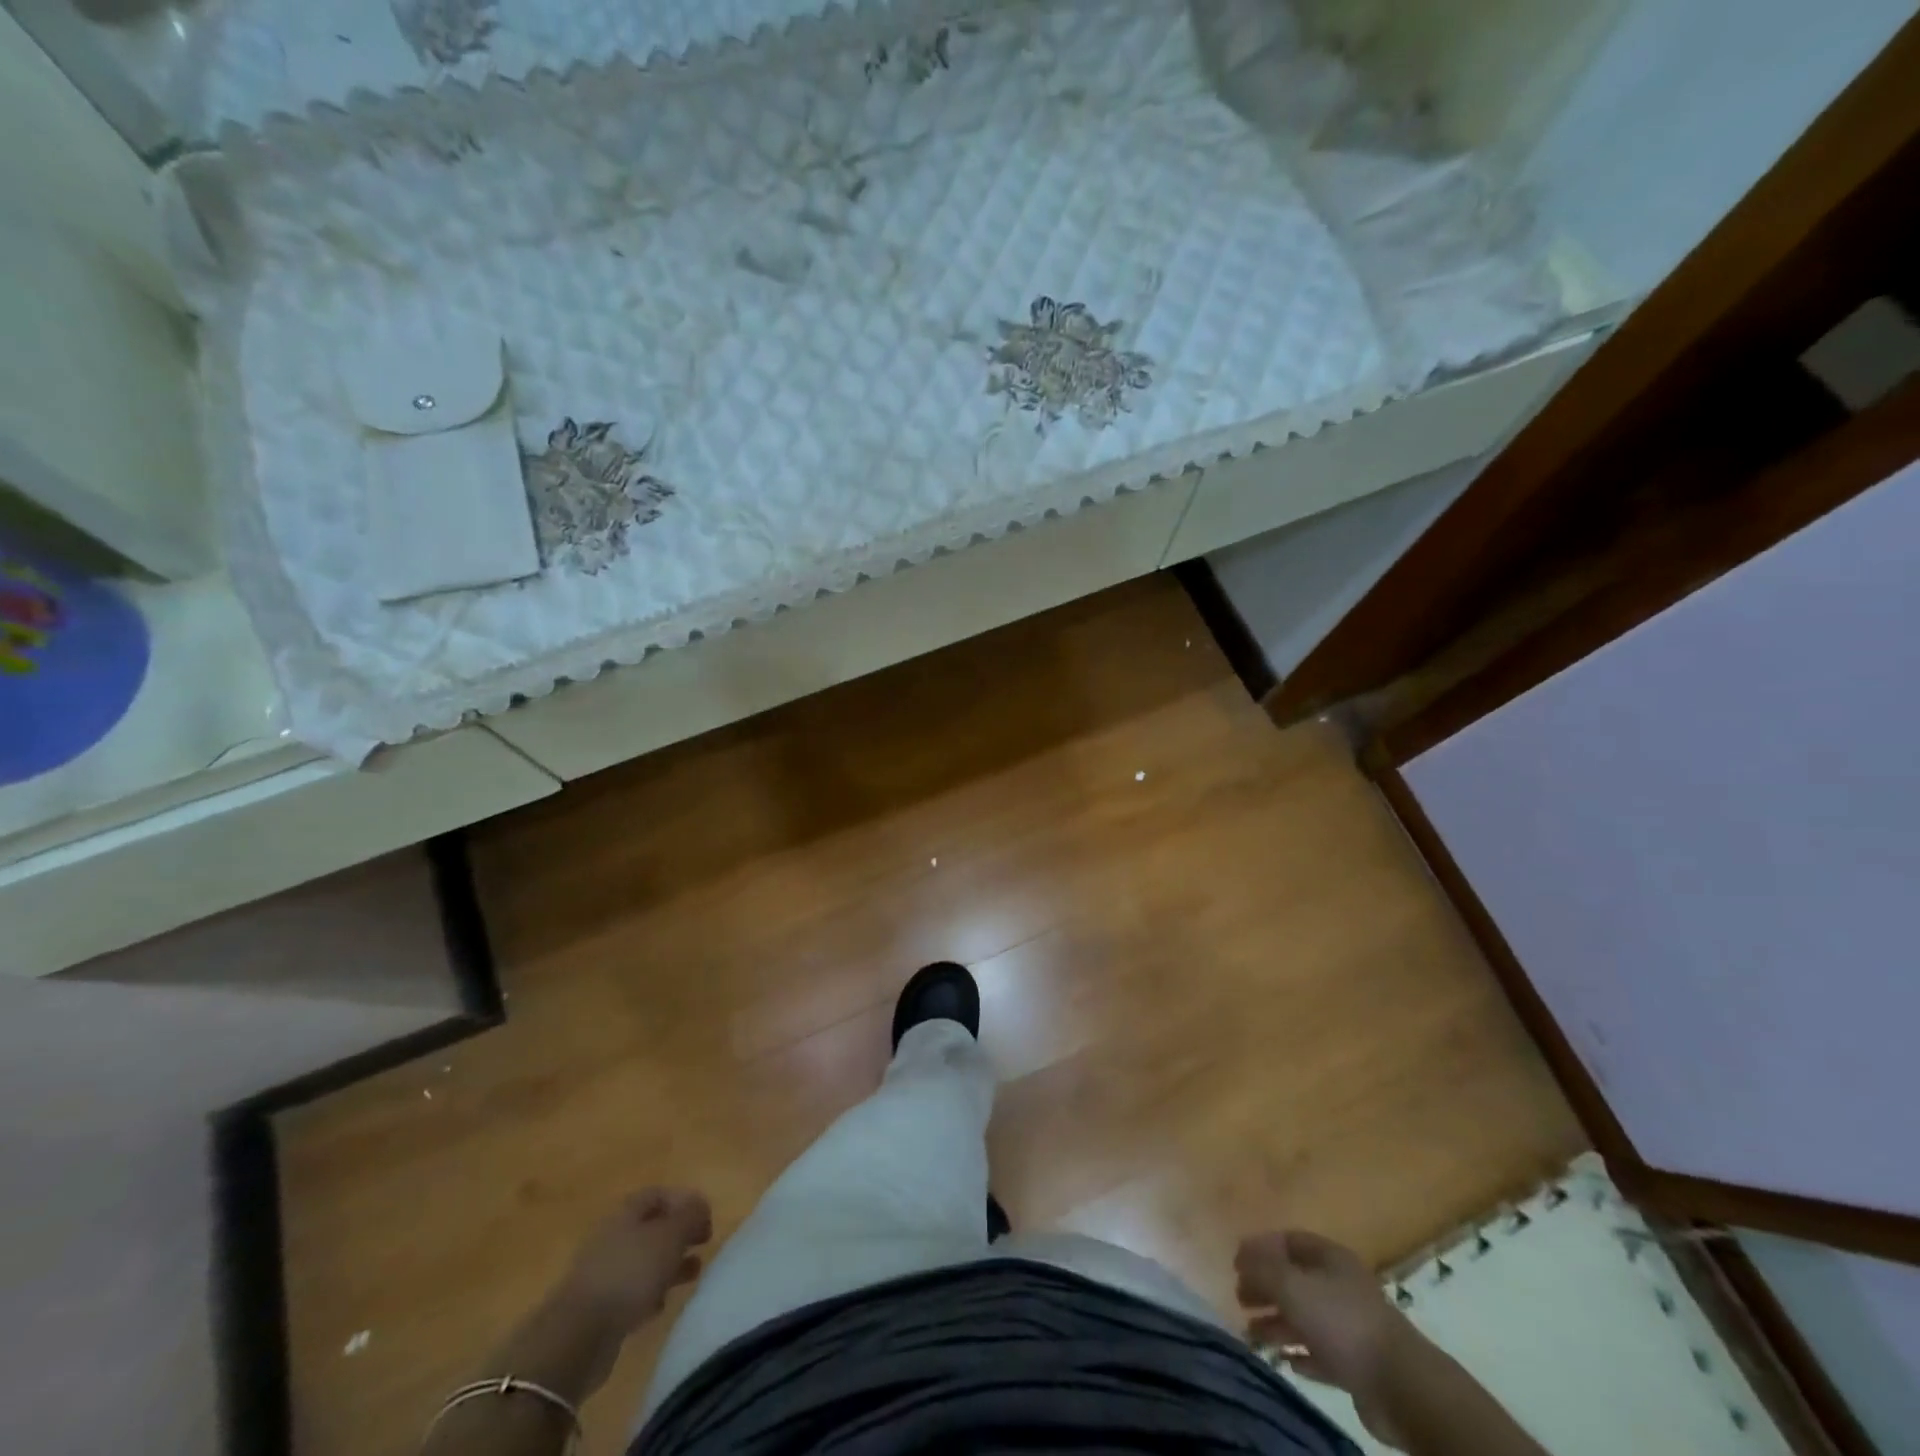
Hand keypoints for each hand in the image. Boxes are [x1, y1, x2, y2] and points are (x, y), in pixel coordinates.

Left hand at [554, 1187, 712, 1338]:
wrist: (578, 1336)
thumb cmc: (630, 1273)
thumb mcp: (670, 1236)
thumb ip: (690, 1216)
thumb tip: (701, 1206)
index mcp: (626, 1213)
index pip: (658, 1194)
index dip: (684, 1201)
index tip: (706, 1218)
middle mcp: (612, 1237)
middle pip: (651, 1227)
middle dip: (679, 1234)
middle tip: (703, 1244)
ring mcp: (602, 1273)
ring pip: (644, 1261)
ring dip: (669, 1264)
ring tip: (693, 1274)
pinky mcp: (599, 1308)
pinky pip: (631, 1292)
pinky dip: (650, 1294)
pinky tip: (661, 1305)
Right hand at [1236, 1230, 1420, 1445]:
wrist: (1400, 1385)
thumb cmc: (1341, 1322)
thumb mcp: (1292, 1286)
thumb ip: (1262, 1269)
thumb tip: (1241, 1257)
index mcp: (1329, 1257)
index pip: (1288, 1241)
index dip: (1260, 1247)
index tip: (1235, 1262)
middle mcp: (1340, 1286)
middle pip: (1295, 1280)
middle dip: (1265, 1287)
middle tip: (1239, 1298)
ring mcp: (1350, 1326)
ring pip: (1305, 1318)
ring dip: (1277, 1324)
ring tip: (1251, 1335)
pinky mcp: (1357, 1365)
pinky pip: (1321, 1353)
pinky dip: (1301, 1354)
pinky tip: (1286, 1361)